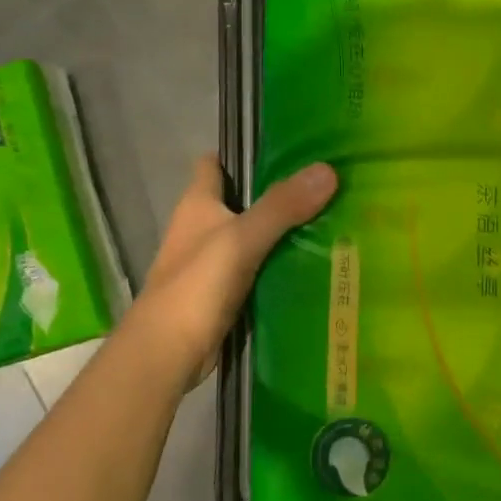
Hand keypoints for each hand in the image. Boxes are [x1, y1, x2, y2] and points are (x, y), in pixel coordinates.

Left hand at [129, 155, 337, 386]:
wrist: (167, 353)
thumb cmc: (195, 285)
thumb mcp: (241, 239)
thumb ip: (282, 206)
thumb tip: (327, 170)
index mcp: (197, 204)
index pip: (216, 164)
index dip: (244, 152)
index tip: (288, 148)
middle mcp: (203, 228)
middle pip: (242, 200)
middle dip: (278, 193)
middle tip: (327, 186)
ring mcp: (213, 263)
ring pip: (254, 237)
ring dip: (284, 232)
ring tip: (333, 221)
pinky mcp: (226, 294)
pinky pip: (259, 270)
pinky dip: (281, 266)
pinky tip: (315, 265)